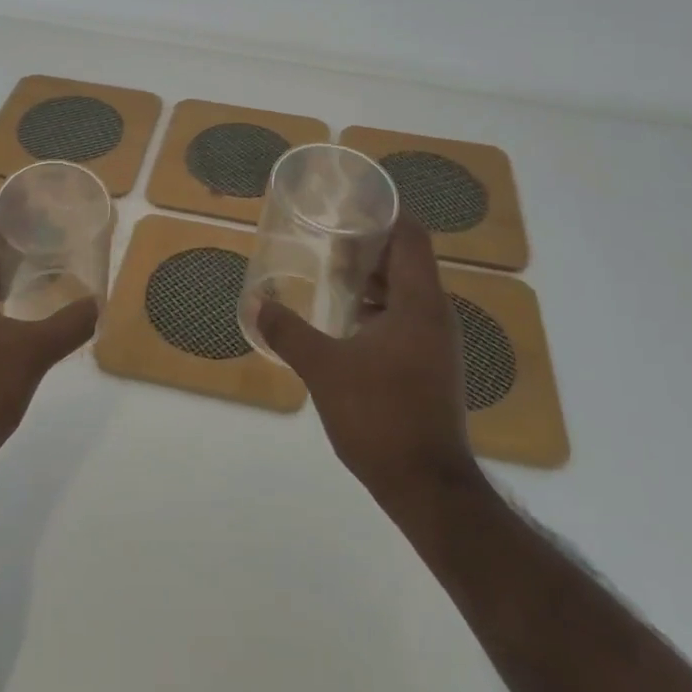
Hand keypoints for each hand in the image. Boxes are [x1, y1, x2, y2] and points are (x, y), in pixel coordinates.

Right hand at [257, 217, 480, 498]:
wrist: (428, 488)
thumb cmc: (381, 417)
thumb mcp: (325, 369)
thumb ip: (288, 332)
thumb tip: (254, 302)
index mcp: (419, 303)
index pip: (412, 236)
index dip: (386, 213)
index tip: (350, 203)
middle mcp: (435, 315)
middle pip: (408, 261)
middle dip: (370, 245)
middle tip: (328, 235)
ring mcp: (437, 343)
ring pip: (407, 292)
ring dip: (373, 279)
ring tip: (331, 272)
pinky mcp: (431, 367)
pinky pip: (406, 318)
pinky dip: (378, 308)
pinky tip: (347, 320)